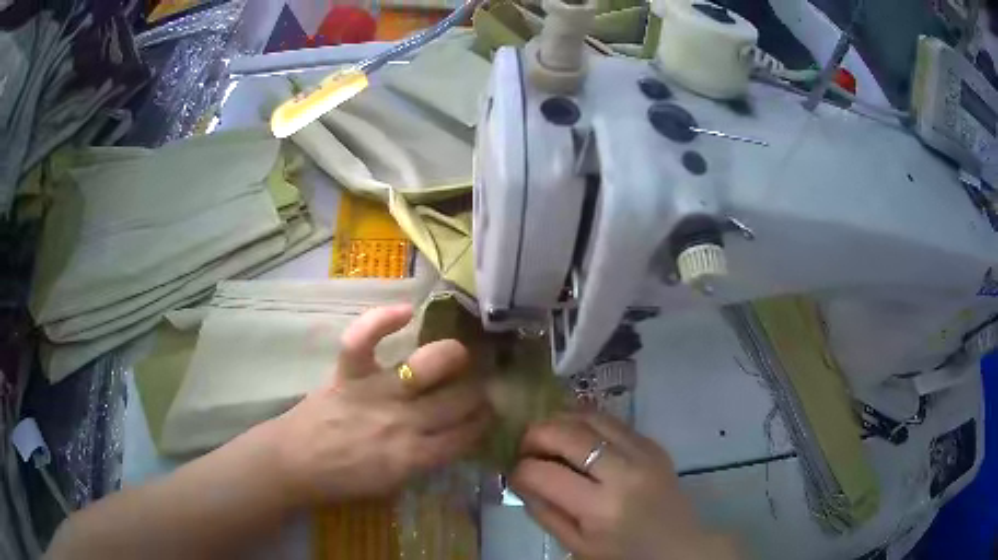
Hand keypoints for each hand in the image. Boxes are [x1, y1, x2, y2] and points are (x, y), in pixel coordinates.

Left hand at [264, 304, 491, 505]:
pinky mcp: (348, 374)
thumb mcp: (393, 485)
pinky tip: (407, 311)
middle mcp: (403, 422)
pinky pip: (364, 339)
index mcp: (414, 457)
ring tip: (457, 356)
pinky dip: (382, 319)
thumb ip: (424, 461)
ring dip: (453, 357)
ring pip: (429, 365)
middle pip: (458, 400)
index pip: (466, 436)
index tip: (489, 413)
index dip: (484, 423)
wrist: (295, 464)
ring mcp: (375, 393)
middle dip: (479, 391)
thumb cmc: (342, 480)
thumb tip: (448, 438)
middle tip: (480, 385)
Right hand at [510, 413, 738, 559]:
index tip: (515, 472)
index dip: (520, 469)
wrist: (678, 546)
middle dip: (535, 434)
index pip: (545, 474)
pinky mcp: (653, 444)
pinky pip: (613, 421)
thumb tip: (520, 479)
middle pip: (568, 434)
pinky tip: (576, 434)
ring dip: (560, 420)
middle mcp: (623, 472)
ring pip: (591, 417)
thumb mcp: (576, 546)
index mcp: (600, 508)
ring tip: (547, 434)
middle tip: (525, 445)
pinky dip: (586, 422)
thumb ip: (544, 513)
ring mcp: (643, 452)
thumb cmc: (623, 554)